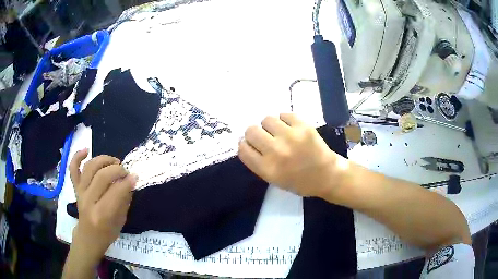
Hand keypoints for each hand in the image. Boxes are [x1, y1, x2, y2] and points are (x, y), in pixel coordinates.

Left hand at [68, 149, 135, 261]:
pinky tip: (87, 150)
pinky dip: (78, 156)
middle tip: (125, 172)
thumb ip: (124, 200)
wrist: (88, 237)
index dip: (127, 182)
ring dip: (103, 160)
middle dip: (117, 170)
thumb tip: (130, 181)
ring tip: (114, 162)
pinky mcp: (75, 188)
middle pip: (102, 176)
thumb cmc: (107, 233)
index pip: (115, 192)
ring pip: (90, 168)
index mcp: (102, 214)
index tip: (135, 177)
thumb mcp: (121, 221)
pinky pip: (73, 169)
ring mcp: (80, 192)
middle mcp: (88, 201)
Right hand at [238, 113, 346, 196]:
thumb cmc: (299, 181)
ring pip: (266, 119)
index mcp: (267, 169)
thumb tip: (246, 141)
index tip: (251, 144)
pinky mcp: (303, 126)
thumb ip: (258, 162)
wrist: (327, 175)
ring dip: (270, 126)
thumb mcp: (274, 179)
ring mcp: (291, 137)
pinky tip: (290, 128)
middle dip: (255, 134)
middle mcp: (276, 152)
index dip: (245, 145)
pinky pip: (284, 114)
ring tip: (279, 132)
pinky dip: (285, 120)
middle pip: (251, 131)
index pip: (243, 149)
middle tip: (265, 137)